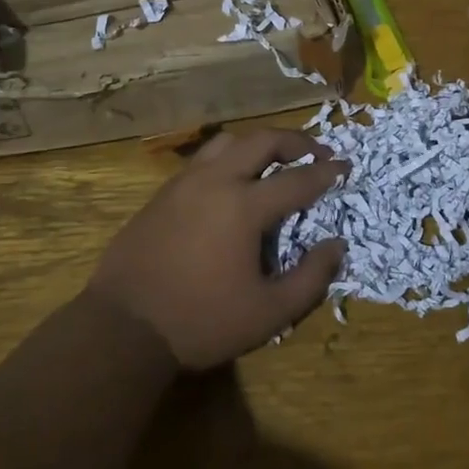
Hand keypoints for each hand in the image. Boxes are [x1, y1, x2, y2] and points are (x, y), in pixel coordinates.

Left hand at [86, 130, 347, 370]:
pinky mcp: (161, 195)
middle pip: (261, 140)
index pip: (297, 178)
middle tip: (315, 153)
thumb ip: (310, 278)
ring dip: (257, 144)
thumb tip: (336, 245)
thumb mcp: (268, 313)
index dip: (326, 172)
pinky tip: (232, 182)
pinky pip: (202, 161)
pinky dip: (228, 159)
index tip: (345, 167)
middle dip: (295, 141)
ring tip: (274, 160)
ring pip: (227, 142)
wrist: (123, 328)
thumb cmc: (202, 322)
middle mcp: (215, 181)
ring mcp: (183, 184)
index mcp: (244, 206)